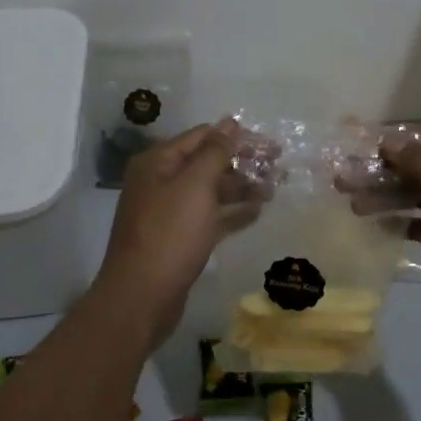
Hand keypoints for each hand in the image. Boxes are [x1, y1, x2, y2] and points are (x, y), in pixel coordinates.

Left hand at [93, 120, 262, 345]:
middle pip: (208, 163)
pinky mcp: (179, 238)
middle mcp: (161, 182)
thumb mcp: (195, 186)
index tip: (271, 146)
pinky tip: (257, 213)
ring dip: (242, 188)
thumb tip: (231, 122)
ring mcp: (169, 212)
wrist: (141, 298)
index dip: (237, 138)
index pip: (203, 136)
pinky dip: (232, 213)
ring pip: (211, 191)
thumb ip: (215, 152)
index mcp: (158, 162)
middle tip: (279, 168)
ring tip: (274, 191)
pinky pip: (210, 217)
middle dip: (243, 164)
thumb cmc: (169, 235)